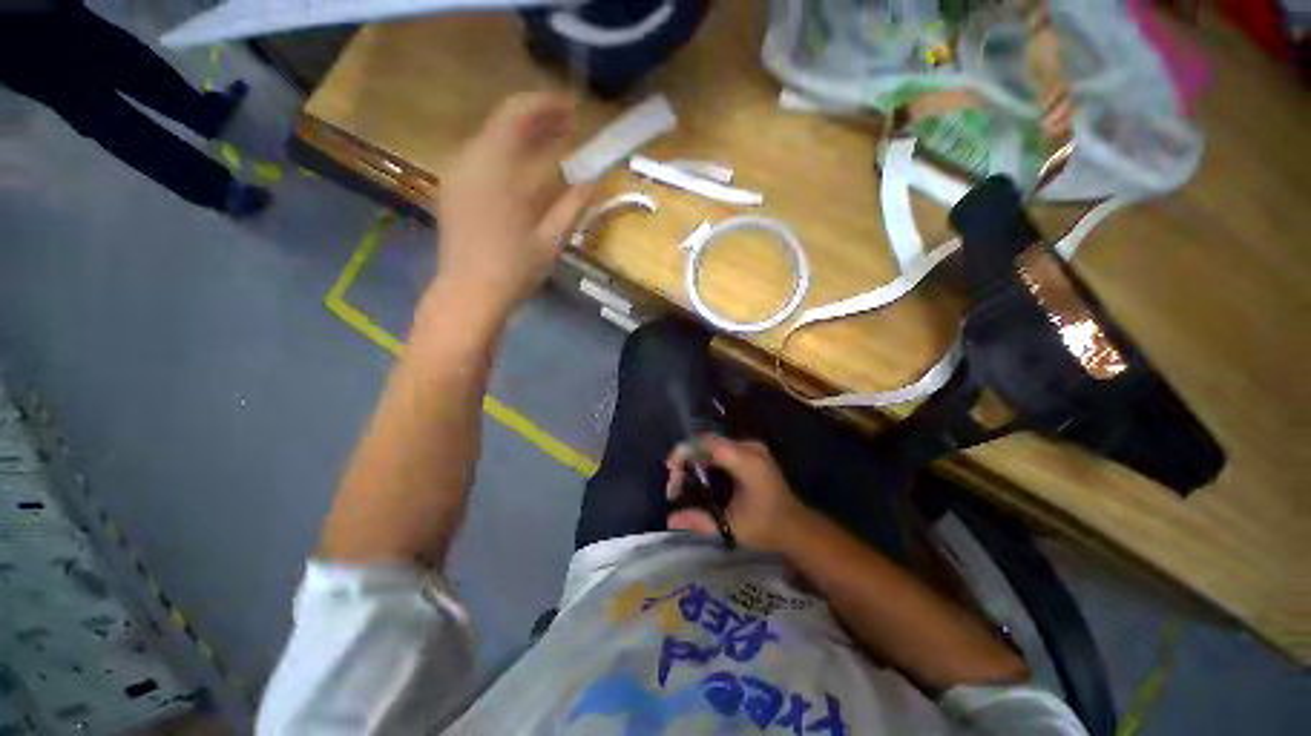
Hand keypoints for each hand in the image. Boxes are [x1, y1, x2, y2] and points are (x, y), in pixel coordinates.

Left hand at [433, 92, 593, 311]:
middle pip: (502, 122)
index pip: (517, 114)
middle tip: (568, 125)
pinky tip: (527, 168)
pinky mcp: (454, 189)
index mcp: (494, 168)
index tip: (573, 108)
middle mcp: (470, 160)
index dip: (546, 105)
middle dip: (537, 119)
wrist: (469, 294)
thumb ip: (571, 205)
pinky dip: (508, 153)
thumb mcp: (551, 239)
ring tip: (553, 144)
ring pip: (492, 138)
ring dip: (523, 136)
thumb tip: (591, 182)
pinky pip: (482, 157)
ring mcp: (457, 174)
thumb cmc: (514, 269)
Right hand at [665, 435, 813, 553]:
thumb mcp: (732, 528)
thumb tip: (669, 520)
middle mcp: (750, 448)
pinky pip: (722, 447)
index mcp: (748, 463)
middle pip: (709, 441)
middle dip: (687, 455)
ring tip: (682, 476)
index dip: (685, 452)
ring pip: (713, 442)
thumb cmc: (765, 527)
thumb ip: (700, 522)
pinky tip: (698, 473)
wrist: (795, 525)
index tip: (670, 470)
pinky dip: (706, 457)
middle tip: (674, 478)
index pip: (709, 445)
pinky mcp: (751, 450)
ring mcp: (752, 447)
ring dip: (695, 455)